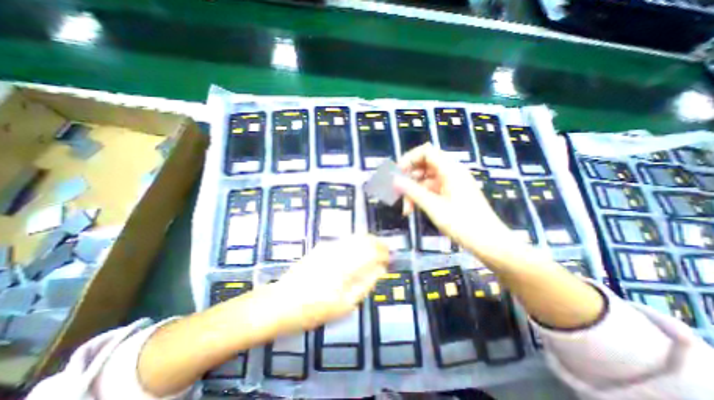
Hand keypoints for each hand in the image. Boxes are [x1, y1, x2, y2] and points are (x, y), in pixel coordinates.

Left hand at [279, 234, 389, 330]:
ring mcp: (328, 247)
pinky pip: (344, 239)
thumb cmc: (314, 310)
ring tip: (375, 248)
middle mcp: (339, 251)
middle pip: (364, 239)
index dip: (384, 252)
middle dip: (378, 243)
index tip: (390, 257)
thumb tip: (380, 269)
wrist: (282, 302)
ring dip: (368, 240)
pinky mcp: (321, 247)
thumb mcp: (345, 305)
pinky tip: (357, 249)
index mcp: (346, 266)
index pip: (372, 251)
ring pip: (354, 236)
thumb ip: (365, 284)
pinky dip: (355, 241)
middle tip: (385, 251)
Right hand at [393, 144, 525, 265]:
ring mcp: (451, 184)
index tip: (397, 173)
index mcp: (450, 170)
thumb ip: (413, 191)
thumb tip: (394, 180)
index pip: (426, 152)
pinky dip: (421, 197)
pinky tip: (414, 210)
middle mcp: (451, 173)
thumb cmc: (462, 223)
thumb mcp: (434, 206)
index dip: (409, 159)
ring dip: (413, 191)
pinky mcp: (451, 194)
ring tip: (406, 209)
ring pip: (425, 180)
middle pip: (424, 166)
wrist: (488, 242)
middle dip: (409, 178)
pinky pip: (431, 190)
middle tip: (398, 192)